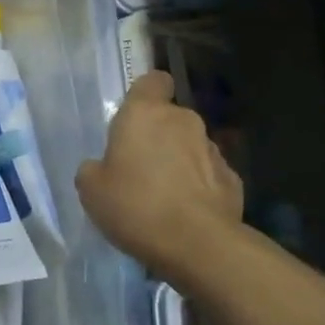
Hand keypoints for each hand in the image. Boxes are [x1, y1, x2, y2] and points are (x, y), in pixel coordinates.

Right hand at [76, 71, 242, 285]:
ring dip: (177, 162)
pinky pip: (207, 175)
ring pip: (190, 147)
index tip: (133, 118)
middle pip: (169, 118)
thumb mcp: (90, 189)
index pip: (153, 80)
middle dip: (156, 137)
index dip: (144, 94)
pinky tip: (185, 213)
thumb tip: (102, 167)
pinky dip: (197, 187)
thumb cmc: (135, 205)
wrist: (197, 244)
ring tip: (161, 197)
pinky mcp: (233, 179)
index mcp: (145, 114)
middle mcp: (183, 121)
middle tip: (137, 169)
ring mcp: (213, 149)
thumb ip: (94, 169)